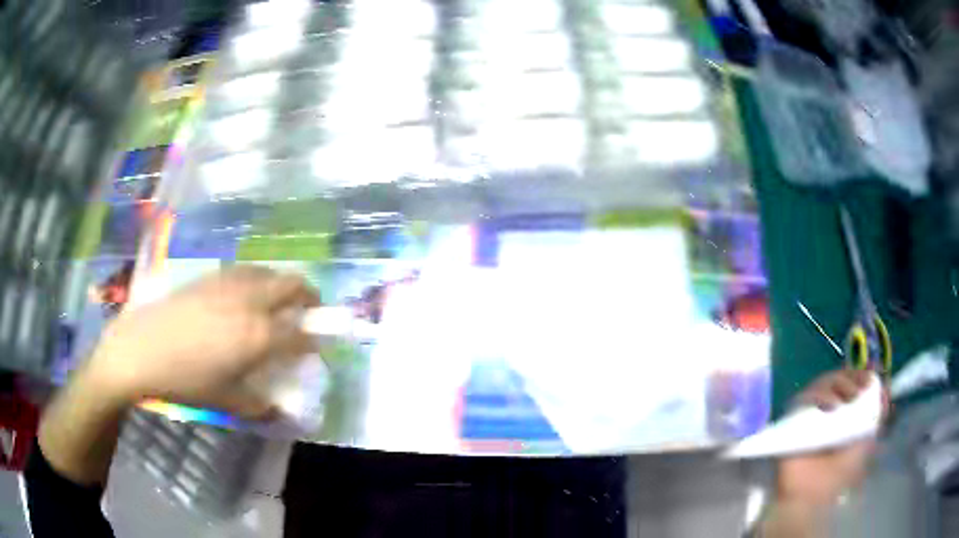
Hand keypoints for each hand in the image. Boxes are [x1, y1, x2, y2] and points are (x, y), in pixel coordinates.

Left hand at [84, 265, 320, 418]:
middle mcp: (250, 302)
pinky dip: (256, 279)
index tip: (318, 347)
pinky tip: (244, 295)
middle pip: (293, 284)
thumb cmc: (185, 381)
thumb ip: (260, 405)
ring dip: (281, 284)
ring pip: (268, 272)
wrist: (141, 350)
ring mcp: (228, 284)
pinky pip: (244, 271)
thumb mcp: (226, 401)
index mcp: (259, 336)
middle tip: (309, 310)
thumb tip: (279, 410)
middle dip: (309, 295)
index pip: (302, 333)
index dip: (315, 340)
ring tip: (278, 301)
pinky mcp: (209, 278)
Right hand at [776, 369, 888, 504]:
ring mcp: (809, 414)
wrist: (810, 496)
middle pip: (838, 377)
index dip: (861, 375)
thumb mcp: (866, 443)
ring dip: (837, 384)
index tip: (871, 377)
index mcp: (843, 414)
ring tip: (846, 400)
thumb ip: (877, 417)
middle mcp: (826, 410)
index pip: (852, 381)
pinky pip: (804, 397)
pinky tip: (831, 407)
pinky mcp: (792, 420)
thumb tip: (885, 387)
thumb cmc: (839, 474)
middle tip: (859, 391)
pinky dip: (819, 395)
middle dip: (851, 377)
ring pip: (822, 382)